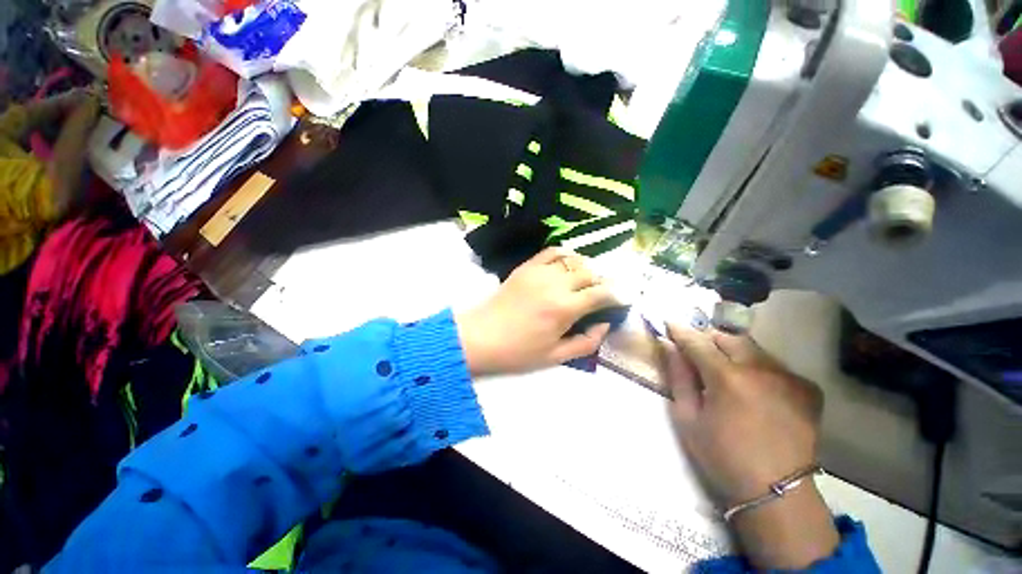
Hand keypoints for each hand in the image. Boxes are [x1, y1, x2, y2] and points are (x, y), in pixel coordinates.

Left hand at [456, 248, 617, 375]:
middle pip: (590, 272)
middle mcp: (556, 284)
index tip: (621, 299)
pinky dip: (566, 254)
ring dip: (586, 268)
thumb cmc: (518, 351)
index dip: (616, 294)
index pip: (601, 293)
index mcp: (565, 308)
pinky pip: (552, 252)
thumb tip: (605, 325)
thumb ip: (586, 342)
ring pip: (574, 259)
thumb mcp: (556, 356)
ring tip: (587, 280)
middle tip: (604, 293)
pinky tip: (568, 264)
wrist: (481, 336)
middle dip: (603, 281)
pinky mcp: (527, 267)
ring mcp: (540, 271)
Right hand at [664, 326, 838, 569]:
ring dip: (733, 352)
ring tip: (724, 371)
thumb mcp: (687, 418)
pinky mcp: (806, 388)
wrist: (777, 491)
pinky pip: (774, 365)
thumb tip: (669, 347)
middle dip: (709, 339)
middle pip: (729, 338)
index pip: (698, 342)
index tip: (669, 324)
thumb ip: (678, 377)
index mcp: (728, 379)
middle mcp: (761, 370)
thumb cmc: (722, 456)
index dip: (680, 331)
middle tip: (697, 352)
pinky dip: (757, 368)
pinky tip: (753, 388)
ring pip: (753, 348)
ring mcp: (789, 378)